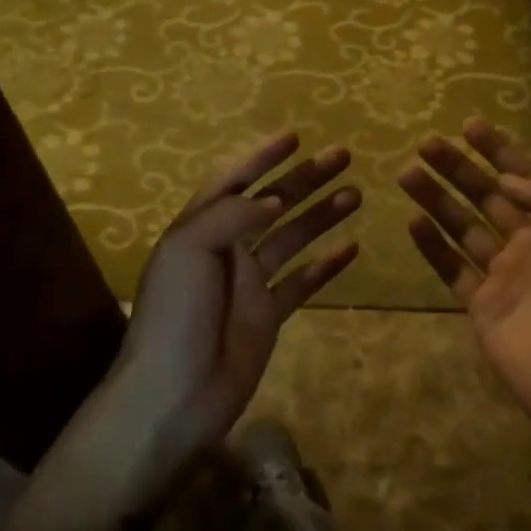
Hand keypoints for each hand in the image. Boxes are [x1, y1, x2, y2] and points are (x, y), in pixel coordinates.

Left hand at [111, 134, 358, 478]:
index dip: (261, 156)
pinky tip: (352, 248)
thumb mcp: (188, 250)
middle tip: (343, 157)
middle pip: (272, 203)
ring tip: (356, 194)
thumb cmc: (175, 315)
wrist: (174, 394)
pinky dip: (325, 265)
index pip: (234, 180)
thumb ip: (231, 215)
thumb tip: (272, 198)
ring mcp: (249, 283)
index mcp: (201, 227)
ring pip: (292, 238)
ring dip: (321, 215)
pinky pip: (302, 283)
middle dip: (304, 179)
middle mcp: (226, 248)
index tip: (294, 137)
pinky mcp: (267, 315)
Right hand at [400, 118, 530, 443]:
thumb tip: (510, 179)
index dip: (499, 151)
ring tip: (408, 172)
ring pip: (462, 228)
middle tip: (426, 143)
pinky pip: (451, 270)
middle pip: (486, 197)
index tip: (470, 125)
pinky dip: (431, 247)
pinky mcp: (480, 308)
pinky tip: (412, 222)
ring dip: (436, 200)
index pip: (525, 179)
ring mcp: (502, 278)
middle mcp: (528, 246)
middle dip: (457, 168)